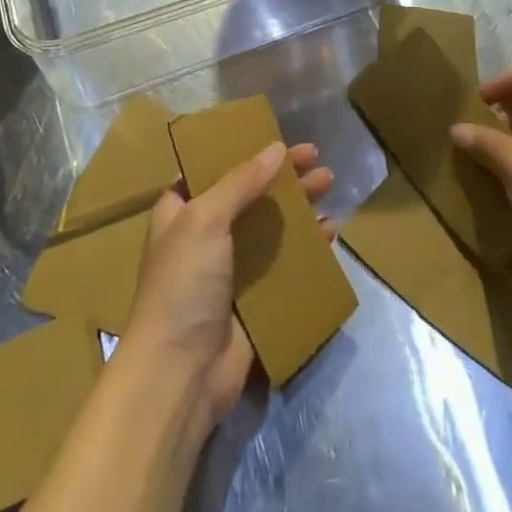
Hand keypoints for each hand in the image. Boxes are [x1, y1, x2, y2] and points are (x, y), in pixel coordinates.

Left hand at [117, 141, 334, 442]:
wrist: (180, 374)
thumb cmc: (183, 284)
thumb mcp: (205, 219)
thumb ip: (241, 182)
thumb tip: (276, 148)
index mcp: (181, 210)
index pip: (214, 168)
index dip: (245, 151)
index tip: (278, 138)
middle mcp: (204, 235)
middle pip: (250, 194)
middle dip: (282, 176)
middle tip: (317, 159)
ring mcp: (230, 269)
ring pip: (271, 226)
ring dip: (298, 206)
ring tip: (330, 185)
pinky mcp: (253, 300)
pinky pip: (284, 264)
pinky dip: (306, 247)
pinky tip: (330, 233)